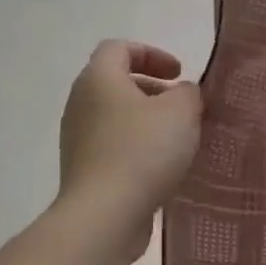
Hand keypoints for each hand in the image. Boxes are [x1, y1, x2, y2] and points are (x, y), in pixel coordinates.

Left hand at [57, 41, 202, 261]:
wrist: (104, 215)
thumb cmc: (142, 151)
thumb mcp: (181, 111)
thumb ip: (188, 92)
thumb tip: (181, 94)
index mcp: (99, 78)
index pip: (119, 48)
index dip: (151, 54)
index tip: (179, 74)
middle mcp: (80, 103)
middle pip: (116, 82)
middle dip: (152, 89)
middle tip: (181, 106)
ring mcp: (77, 139)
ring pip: (115, 116)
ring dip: (146, 121)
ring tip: (178, 139)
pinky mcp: (83, 170)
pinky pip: (113, 146)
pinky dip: (137, 147)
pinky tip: (162, 167)